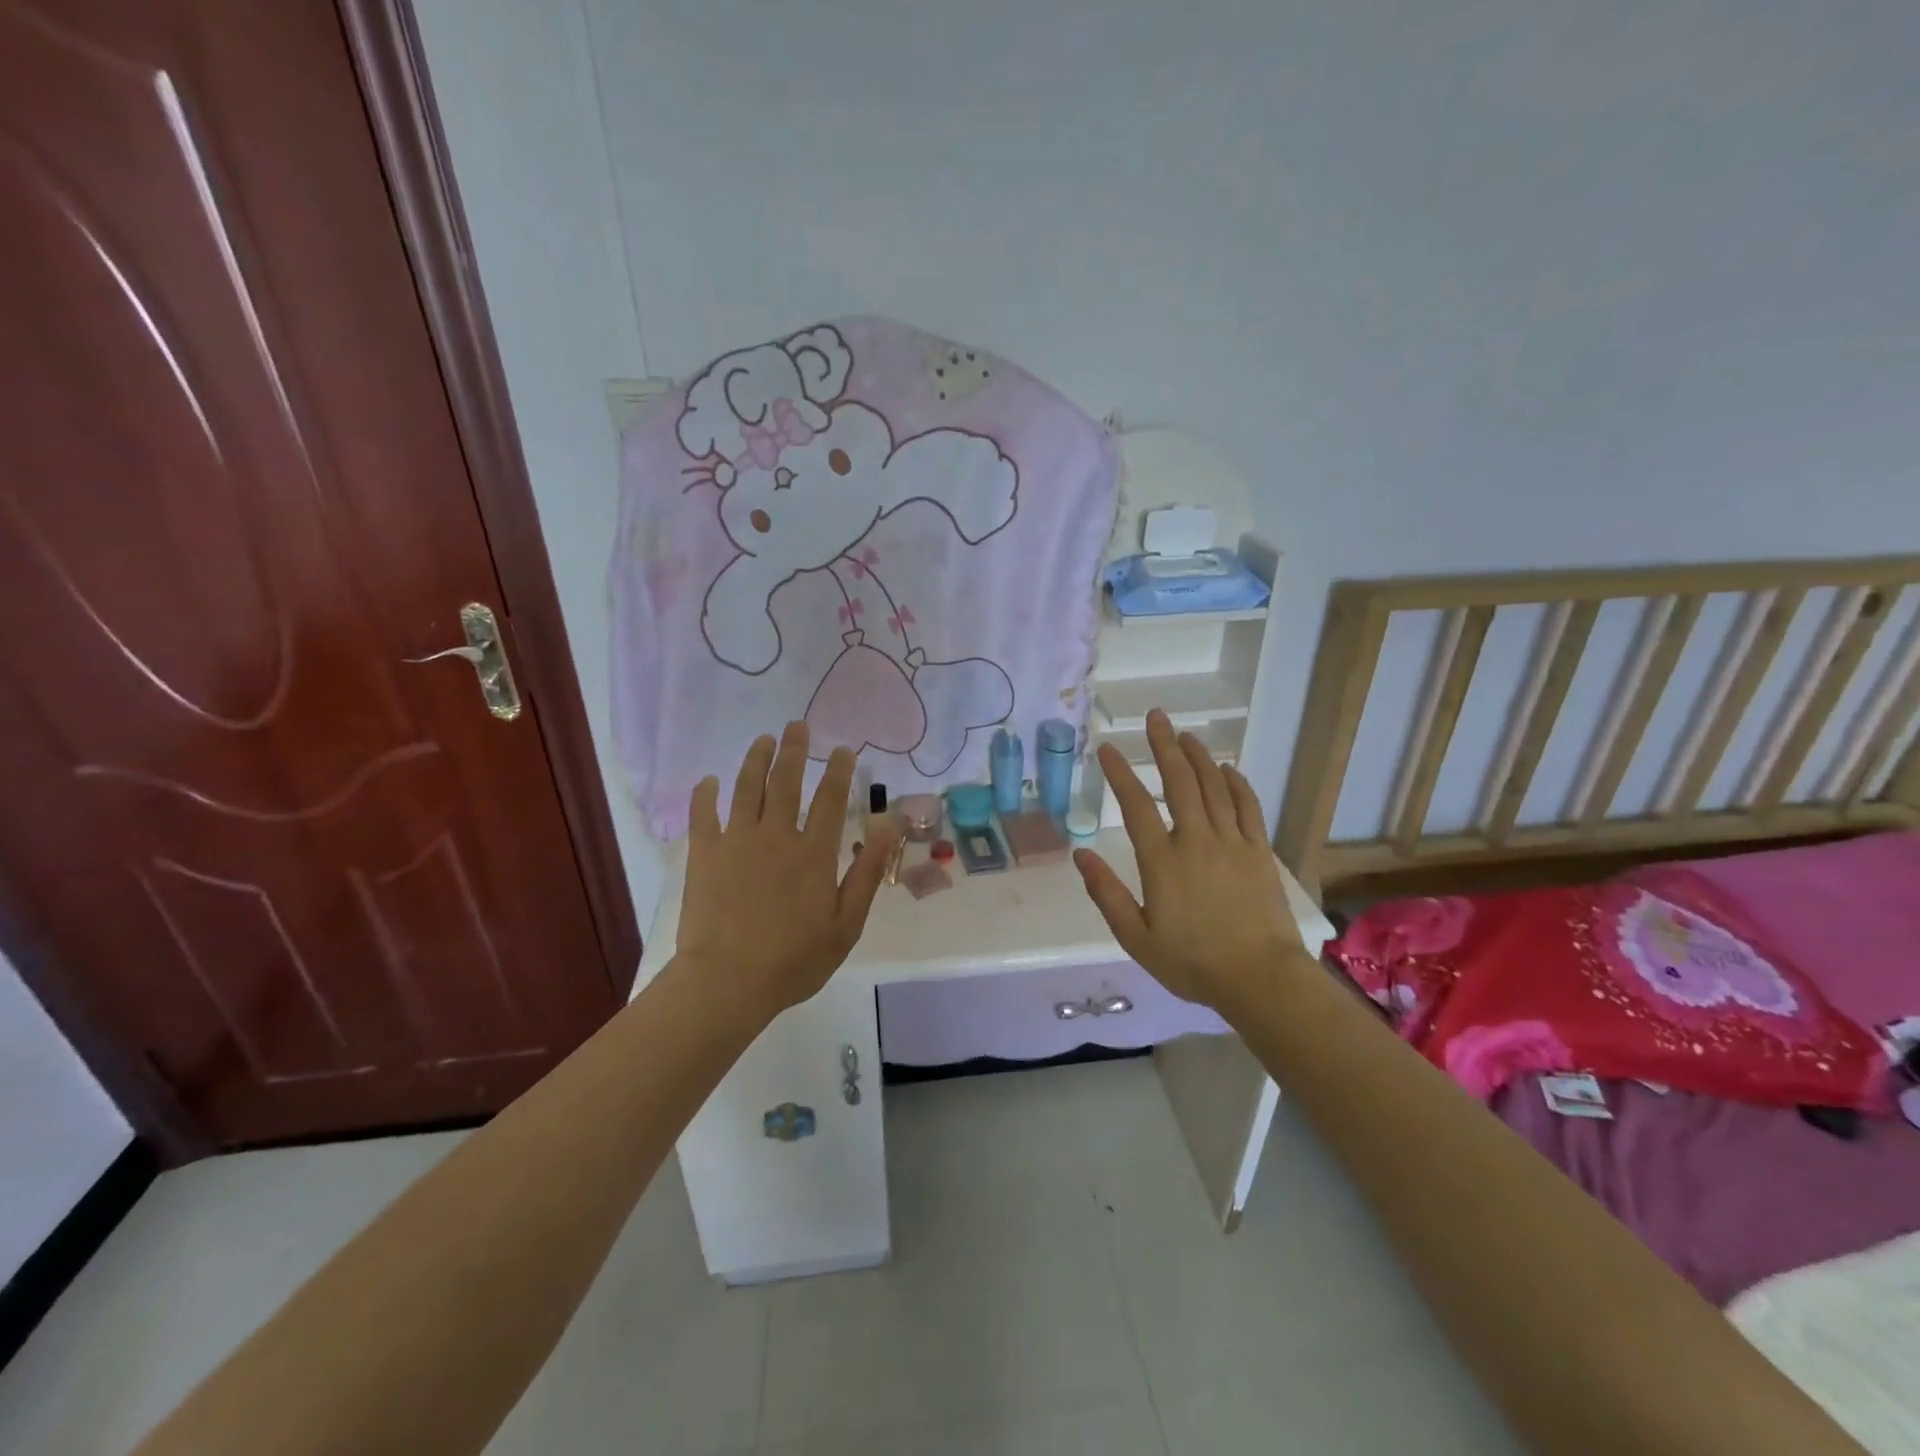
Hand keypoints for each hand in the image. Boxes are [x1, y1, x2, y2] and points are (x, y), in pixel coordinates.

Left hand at [677, 722, 894, 1018]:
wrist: (727, 982)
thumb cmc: (794, 959)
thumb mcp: (846, 924)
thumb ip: (868, 872)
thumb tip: (889, 827)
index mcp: (814, 853)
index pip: (831, 799)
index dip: (839, 770)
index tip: (844, 749)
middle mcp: (776, 835)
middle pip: (786, 781)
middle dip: (794, 750)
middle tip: (797, 725)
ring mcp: (736, 841)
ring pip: (746, 788)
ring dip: (755, 760)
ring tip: (762, 740)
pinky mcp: (704, 854)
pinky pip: (703, 815)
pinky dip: (705, 795)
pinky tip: (709, 781)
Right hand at [1074, 709, 1304, 1011]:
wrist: (1261, 979)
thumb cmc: (1193, 963)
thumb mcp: (1137, 938)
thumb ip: (1107, 894)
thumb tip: (1080, 854)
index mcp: (1162, 861)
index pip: (1136, 806)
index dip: (1120, 773)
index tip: (1108, 748)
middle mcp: (1196, 841)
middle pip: (1179, 782)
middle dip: (1164, 745)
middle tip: (1155, 716)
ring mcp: (1232, 842)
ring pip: (1213, 787)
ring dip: (1198, 756)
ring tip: (1185, 734)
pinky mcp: (1259, 851)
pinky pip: (1247, 806)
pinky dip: (1236, 783)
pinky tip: (1227, 769)